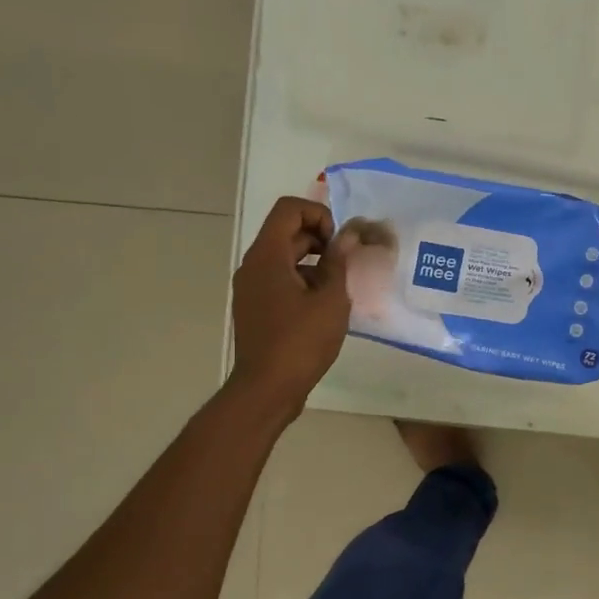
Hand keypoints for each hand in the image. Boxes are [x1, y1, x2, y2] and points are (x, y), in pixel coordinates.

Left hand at [229, 197, 352, 416]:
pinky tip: (324, 308)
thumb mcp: (330, 300)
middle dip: (320, 240)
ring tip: (338, 288)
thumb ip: (339, 262)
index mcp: (267, 256)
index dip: (319, 215)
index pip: (289, 209)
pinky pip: (279, 280)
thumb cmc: (300, 342)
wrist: (267, 389)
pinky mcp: (255, 307)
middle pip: (287, 232)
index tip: (338, 243)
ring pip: (284, 258)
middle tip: (346, 265)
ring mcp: (251, 288)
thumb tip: (348, 236)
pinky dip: (302, 282)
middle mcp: (253, 265)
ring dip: (314, 263)